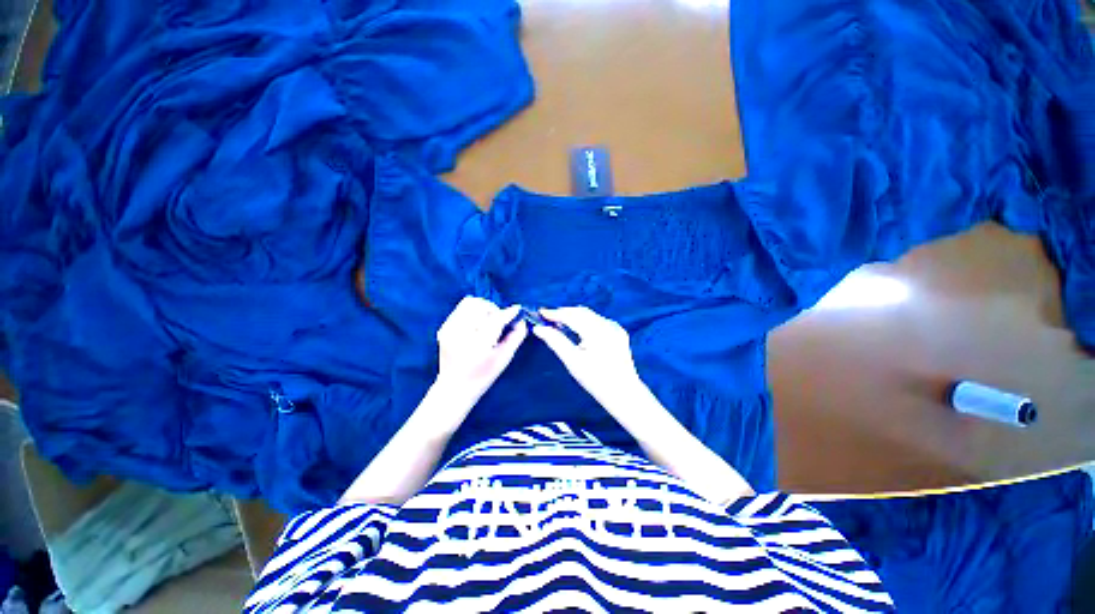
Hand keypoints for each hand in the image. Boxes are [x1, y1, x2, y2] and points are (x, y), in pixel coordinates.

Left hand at [434, 296, 527, 410]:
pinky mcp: (443, 328)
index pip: (495, 320)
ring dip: (483, 308)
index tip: (517, 309)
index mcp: (477, 345)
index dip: (508, 313)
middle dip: (494, 309)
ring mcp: (449, 330)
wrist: (454, 388)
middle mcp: (460, 334)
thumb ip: (516, 336)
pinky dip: (473, 312)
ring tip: (488, 320)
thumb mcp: (504, 358)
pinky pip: (461, 309)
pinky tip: (477, 324)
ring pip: (469, 303)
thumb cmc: (484, 376)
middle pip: (480, 306)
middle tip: (499, 320)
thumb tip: (521, 319)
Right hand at [531, 307, 642, 409]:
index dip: (555, 313)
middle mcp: (608, 325)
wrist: (624, 394)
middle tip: (547, 318)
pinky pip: (597, 321)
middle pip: (581, 312)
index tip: (540, 312)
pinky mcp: (618, 332)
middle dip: (564, 313)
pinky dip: (584, 322)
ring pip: (589, 315)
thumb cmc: (596, 380)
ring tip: (558, 323)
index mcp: (597, 331)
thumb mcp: (572, 362)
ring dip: (574, 316)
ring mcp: (615, 328)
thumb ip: (555, 341)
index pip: (572, 316)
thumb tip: (539, 329)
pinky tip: (577, 330)